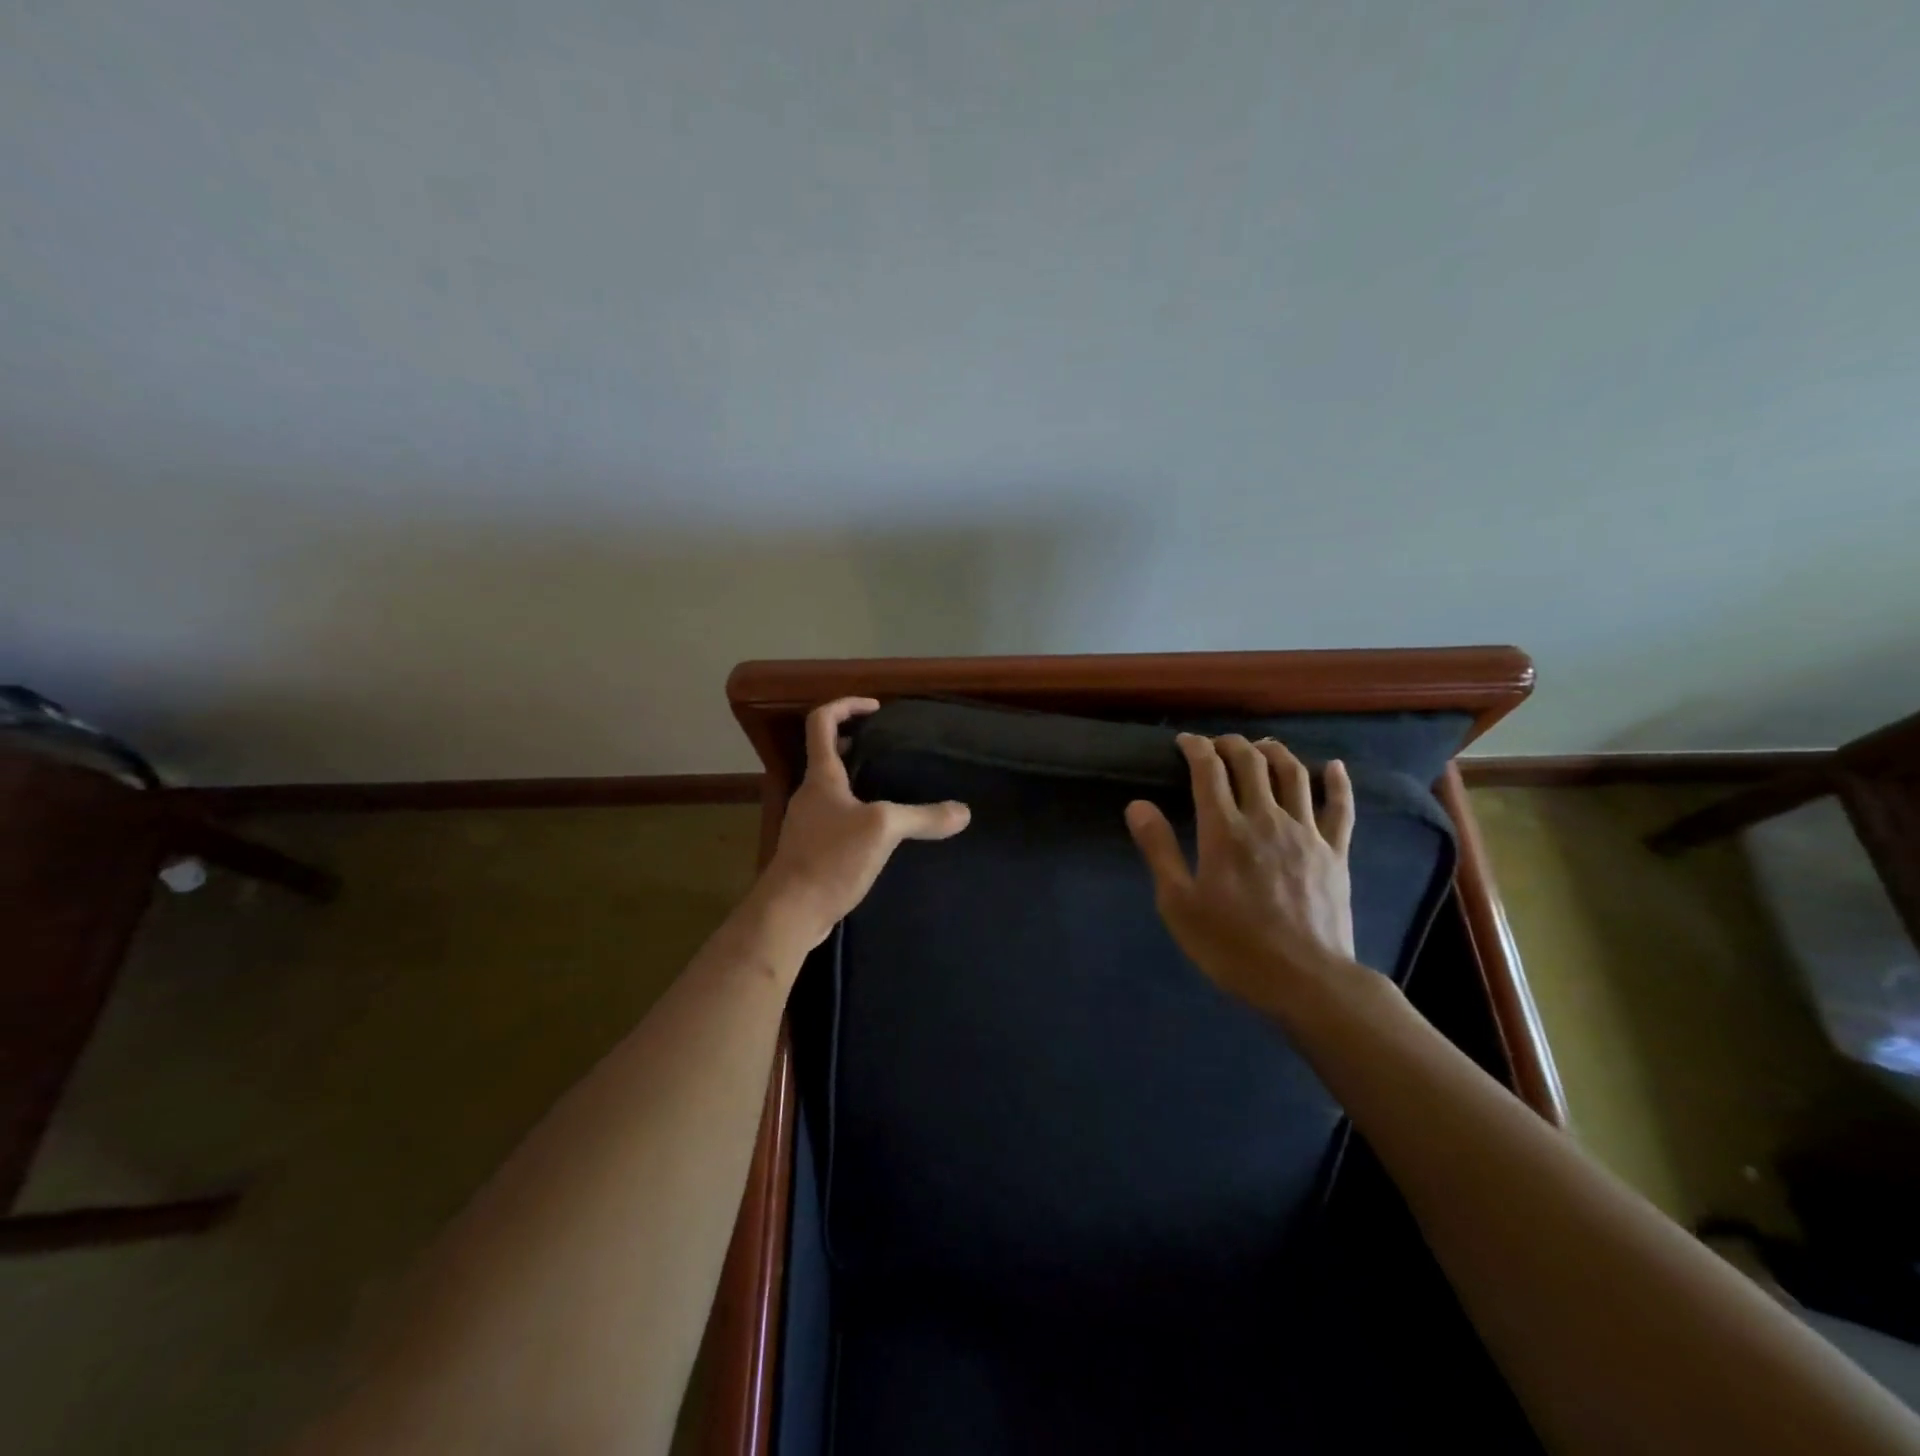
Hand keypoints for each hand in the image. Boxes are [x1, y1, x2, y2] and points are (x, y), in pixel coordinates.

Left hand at [750, 697, 969, 955]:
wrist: (791, 912)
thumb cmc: (830, 858)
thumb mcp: (883, 830)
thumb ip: (923, 817)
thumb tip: (963, 811)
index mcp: (821, 776)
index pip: (821, 721)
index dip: (846, 705)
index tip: (876, 708)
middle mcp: (810, 793)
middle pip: (827, 753)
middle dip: (856, 742)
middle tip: (889, 747)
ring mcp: (808, 822)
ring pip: (833, 788)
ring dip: (857, 779)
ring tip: (892, 786)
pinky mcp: (811, 850)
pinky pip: (836, 818)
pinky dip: (856, 812)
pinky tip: (881, 832)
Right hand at [1125, 733, 1358, 1021]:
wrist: (1306, 981)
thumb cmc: (1233, 946)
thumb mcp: (1179, 904)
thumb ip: (1159, 850)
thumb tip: (1138, 805)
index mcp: (1224, 830)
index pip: (1209, 770)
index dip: (1195, 747)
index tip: (1184, 742)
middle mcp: (1266, 818)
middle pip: (1251, 762)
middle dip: (1231, 744)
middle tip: (1216, 744)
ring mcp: (1306, 833)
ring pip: (1293, 774)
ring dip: (1274, 751)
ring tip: (1261, 746)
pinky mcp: (1336, 852)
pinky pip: (1341, 807)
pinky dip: (1337, 781)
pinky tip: (1334, 767)